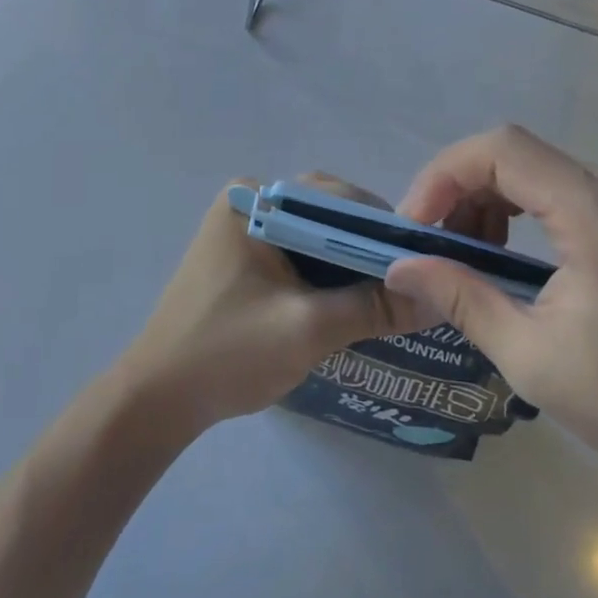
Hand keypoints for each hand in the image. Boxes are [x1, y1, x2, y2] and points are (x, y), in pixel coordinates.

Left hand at [118, 177, 417, 434]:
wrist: (157, 400)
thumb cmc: (228, 352)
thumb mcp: (309, 329)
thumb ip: (374, 307)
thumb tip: (440, 299)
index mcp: (254, 200)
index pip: (335, 197)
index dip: (383, 227)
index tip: (424, 259)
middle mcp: (248, 202)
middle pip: (326, 214)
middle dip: (367, 246)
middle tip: (411, 280)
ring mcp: (242, 230)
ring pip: (314, 236)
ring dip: (349, 263)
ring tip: (390, 293)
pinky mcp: (242, 259)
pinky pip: (297, 254)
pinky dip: (325, 275)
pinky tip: (351, 302)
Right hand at [384, 126, 597, 497]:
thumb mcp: (531, 355)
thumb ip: (461, 298)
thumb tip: (400, 268)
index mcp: (595, 211)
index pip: (500, 150)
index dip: (443, 176)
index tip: (414, 226)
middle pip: (513, 152)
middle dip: (457, 187)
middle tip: (426, 240)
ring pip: (533, 168)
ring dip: (485, 197)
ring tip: (457, 251)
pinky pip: (558, 189)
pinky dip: (517, 208)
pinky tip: (501, 251)